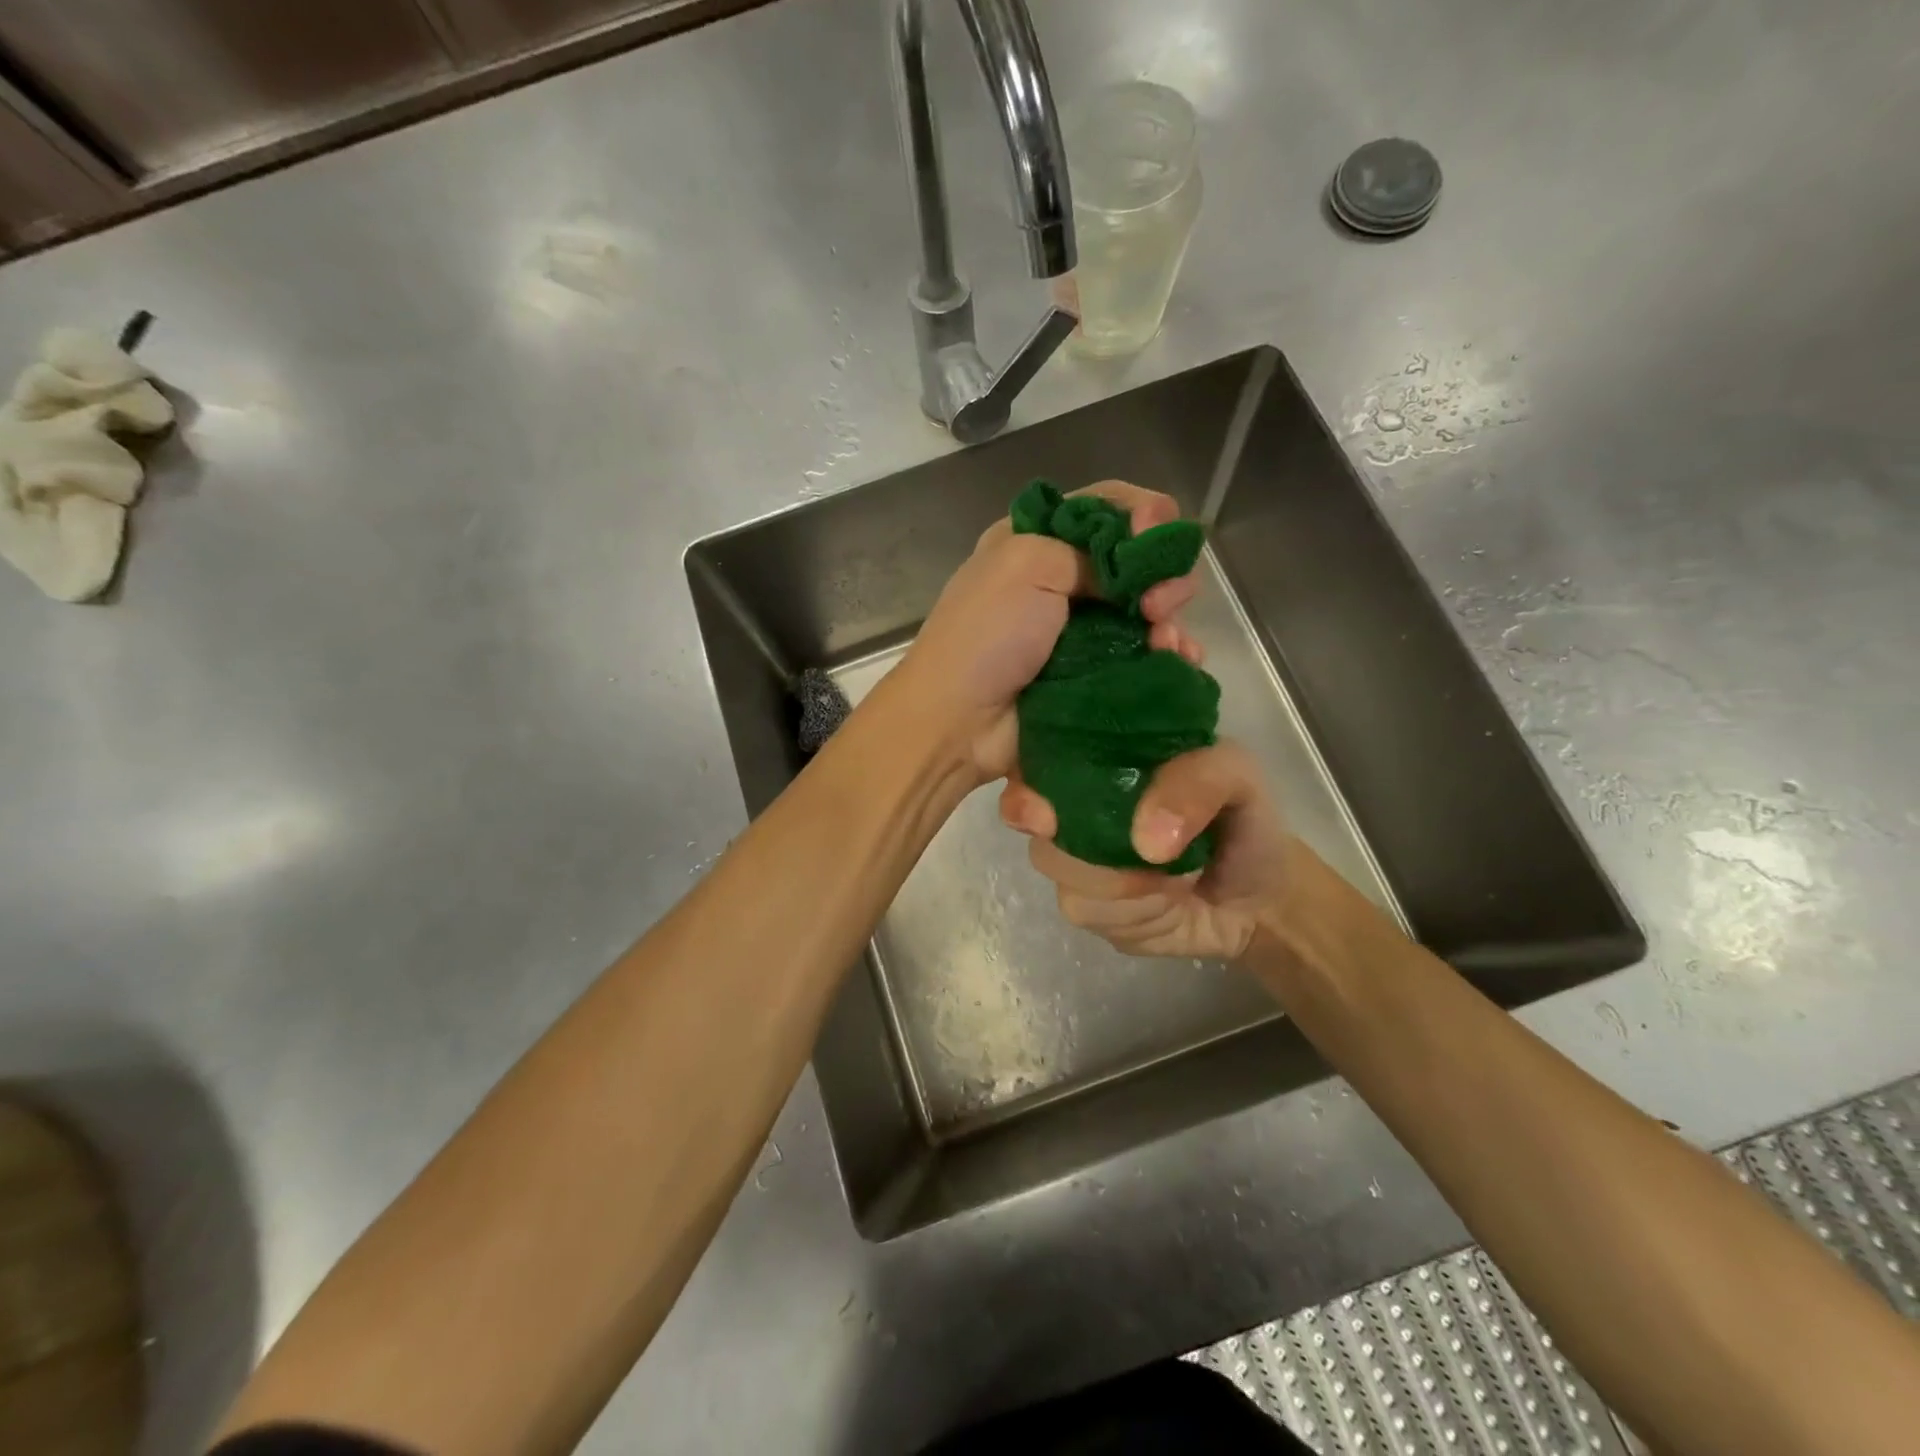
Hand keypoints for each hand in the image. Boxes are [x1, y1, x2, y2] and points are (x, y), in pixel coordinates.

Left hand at [892, 480, 1203, 783]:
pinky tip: (1179, 661)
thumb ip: (1089, 550)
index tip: (1157, 534)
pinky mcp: (1096, 674)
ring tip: (1164, 641)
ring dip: (1169, 619)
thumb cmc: (986, 636)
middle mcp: (1064, 579)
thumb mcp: (1027, 565)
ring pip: (1149, 609)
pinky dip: (1170, 655)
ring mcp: (1083, 630)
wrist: (959, 723)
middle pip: (1138, 559)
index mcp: (1039, 539)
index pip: (1107, 506)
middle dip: (1162, 572)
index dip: (1143, 513)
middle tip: (1156, 605)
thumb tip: (1134, 571)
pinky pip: (1147, 656)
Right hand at [999, 740, 1293, 959]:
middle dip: (1091, 846)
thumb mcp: (1238, 780)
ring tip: (1172, 879)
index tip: (1043, 815)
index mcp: (1100, 755)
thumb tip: (1145, 840)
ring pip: (1058, 868)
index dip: (1026, 790)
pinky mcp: (1085, 904)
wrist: (1258, 898)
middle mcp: (1073, 801)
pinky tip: (1162, 905)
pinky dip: (1130, 913)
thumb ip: (1199, 783)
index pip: (1035, 760)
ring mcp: (1073, 854)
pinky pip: (1083, 909)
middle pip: (1036, 821)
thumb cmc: (1242, 822)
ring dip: (1120, 882)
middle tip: (1153, 855)